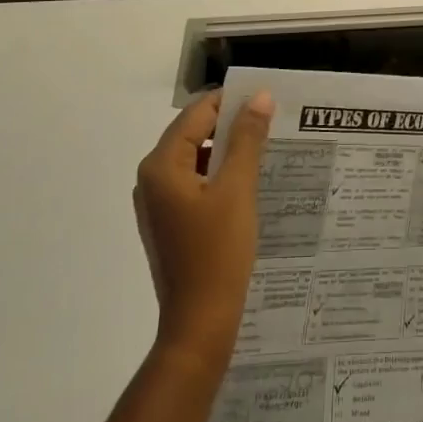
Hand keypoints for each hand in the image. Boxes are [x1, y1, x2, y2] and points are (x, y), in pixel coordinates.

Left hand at [134, 90, 272, 372]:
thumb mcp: (238, 189)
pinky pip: (194, 184)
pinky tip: (248, 184)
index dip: (231, 102)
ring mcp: (158, 204)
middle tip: (271, 122)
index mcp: (161, 165)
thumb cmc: (218, 252)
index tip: (266, 100)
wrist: (200, 324)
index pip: (196, 114)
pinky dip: (219, 176)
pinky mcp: (169, 223)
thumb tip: (259, 97)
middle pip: (192, 134)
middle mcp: (151, 179)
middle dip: (230, 126)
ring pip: (195, 159)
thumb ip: (247, 139)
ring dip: (227, 151)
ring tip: (265, 150)